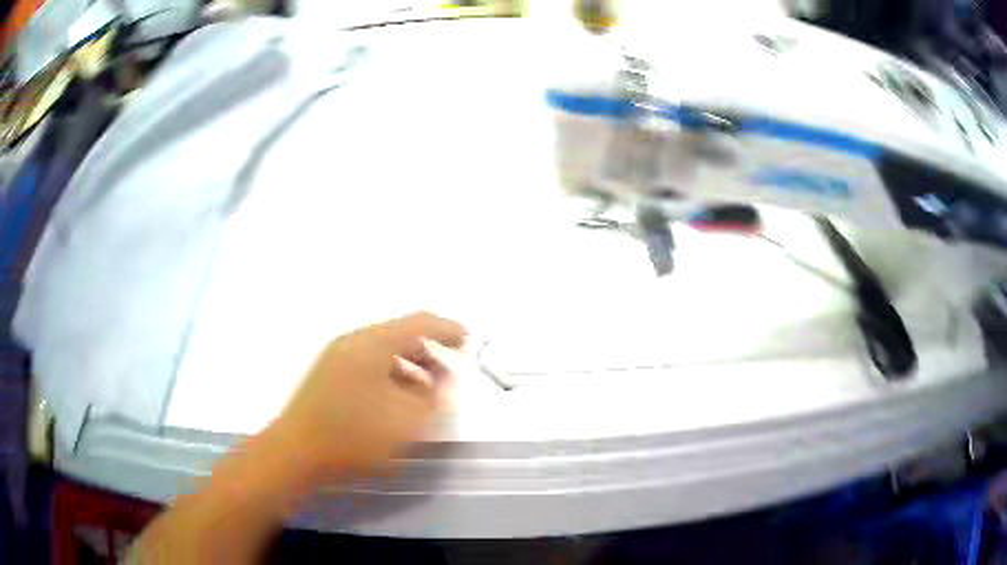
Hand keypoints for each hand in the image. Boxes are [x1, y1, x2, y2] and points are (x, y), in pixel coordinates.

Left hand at [270, 312, 466, 478]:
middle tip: (448, 375)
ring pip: (382, 351)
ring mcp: (335, 357)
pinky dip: (389, 375)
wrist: (295, 454)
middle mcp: (352, 342)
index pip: (418, 323)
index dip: (447, 329)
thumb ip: (434, 399)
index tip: (468, 341)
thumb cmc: (353, 438)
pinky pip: (367, 364)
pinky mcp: (326, 375)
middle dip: (429, 352)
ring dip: (409, 366)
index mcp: (372, 344)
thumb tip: (445, 380)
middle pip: (399, 335)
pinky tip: (395, 401)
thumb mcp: (406, 423)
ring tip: (425, 393)